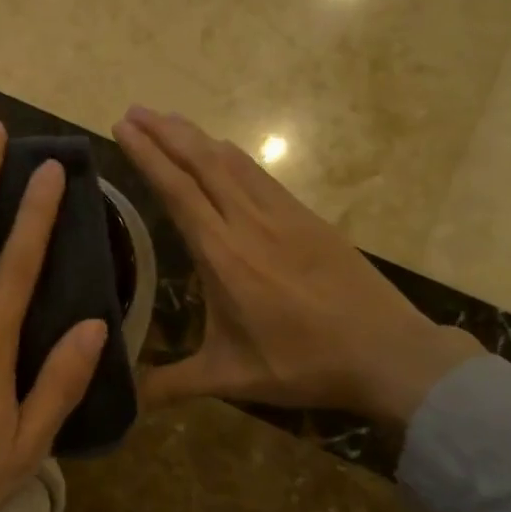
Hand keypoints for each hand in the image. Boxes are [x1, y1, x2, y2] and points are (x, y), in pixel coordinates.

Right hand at [112, 106, 482, 426]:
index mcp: (224, 255)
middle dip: (164, 131)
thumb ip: (172, 385)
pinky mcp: (306, 216)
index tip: (122, 127)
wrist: (389, 352)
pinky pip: (259, 173)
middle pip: (201, 161)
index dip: (147, 155)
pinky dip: (229, 154)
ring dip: (195, 136)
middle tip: (133, 110)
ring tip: (167, 121)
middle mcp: (248, 222)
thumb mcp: (231, 378)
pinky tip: (221, 152)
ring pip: (231, 161)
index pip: (178, 190)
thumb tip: (124, 401)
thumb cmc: (303, 363)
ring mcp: (282, 214)